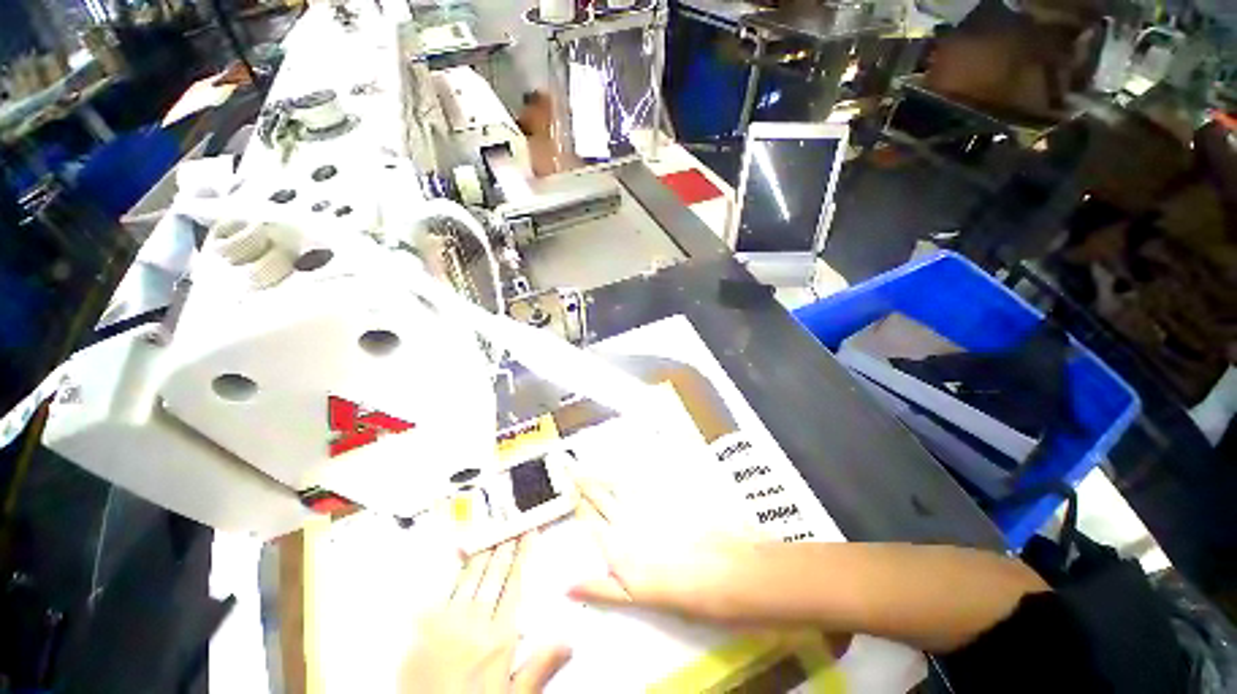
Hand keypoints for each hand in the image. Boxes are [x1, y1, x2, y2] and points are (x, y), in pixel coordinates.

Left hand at [401, 534, 571, 692]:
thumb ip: (540, 667)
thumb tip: (568, 642)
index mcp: (498, 639)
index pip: (515, 585)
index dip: (523, 556)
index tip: (529, 535)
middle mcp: (474, 625)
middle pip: (494, 575)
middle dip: (505, 547)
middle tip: (513, 527)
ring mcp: (445, 624)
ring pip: (470, 577)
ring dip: (483, 552)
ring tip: (493, 534)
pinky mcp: (420, 628)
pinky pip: (441, 590)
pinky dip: (453, 571)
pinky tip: (460, 557)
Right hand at [567, 477, 760, 623]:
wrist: (729, 570)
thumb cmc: (685, 591)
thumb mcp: (639, 597)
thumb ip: (602, 588)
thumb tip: (567, 586)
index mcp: (619, 543)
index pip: (589, 516)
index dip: (575, 499)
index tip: (562, 484)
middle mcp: (629, 517)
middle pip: (601, 494)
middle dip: (583, 479)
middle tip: (568, 464)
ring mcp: (651, 501)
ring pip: (619, 483)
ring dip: (603, 472)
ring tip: (589, 463)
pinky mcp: (670, 492)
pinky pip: (644, 477)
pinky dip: (632, 470)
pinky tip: (627, 464)